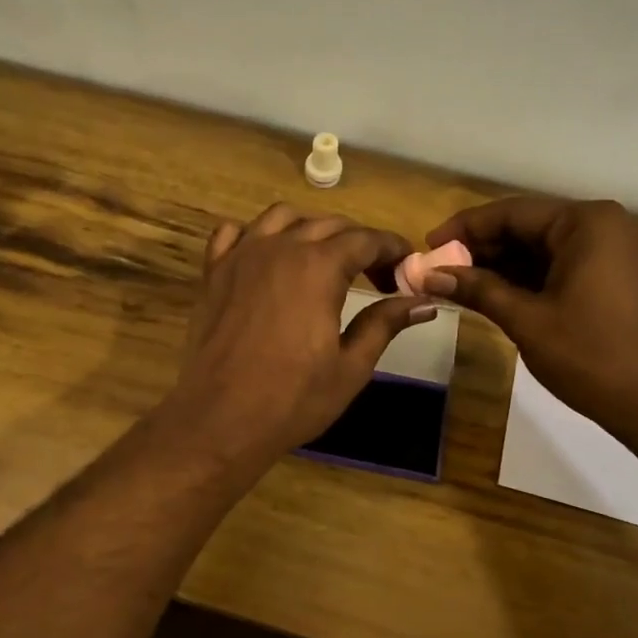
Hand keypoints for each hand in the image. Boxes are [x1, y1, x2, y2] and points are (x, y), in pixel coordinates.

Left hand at [165, 204, 435, 462]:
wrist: (220, 419)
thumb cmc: (293, 398)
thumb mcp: (351, 366)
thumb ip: (385, 324)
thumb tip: (424, 302)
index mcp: (319, 267)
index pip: (366, 240)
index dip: (392, 249)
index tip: (407, 268)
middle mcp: (280, 248)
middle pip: (328, 225)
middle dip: (359, 243)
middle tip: (376, 276)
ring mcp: (241, 256)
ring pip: (282, 218)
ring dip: (310, 229)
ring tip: (324, 260)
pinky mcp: (213, 272)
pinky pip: (232, 233)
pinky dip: (255, 234)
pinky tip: (267, 257)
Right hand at [422, 197, 637, 437]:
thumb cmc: (593, 359)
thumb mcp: (527, 320)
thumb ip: (478, 289)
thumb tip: (431, 275)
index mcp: (588, 223)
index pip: (512, 213)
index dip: (464, 229)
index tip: (429, 247)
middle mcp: (612, 224)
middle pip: (533, 226)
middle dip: (486, 248)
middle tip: (444, 271)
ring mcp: (627, 249)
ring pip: (553, 246)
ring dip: (510, 264)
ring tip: (467, 285)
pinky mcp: (633, 274)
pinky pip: (575, 262)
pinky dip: (539, 275)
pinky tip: (506, 293)